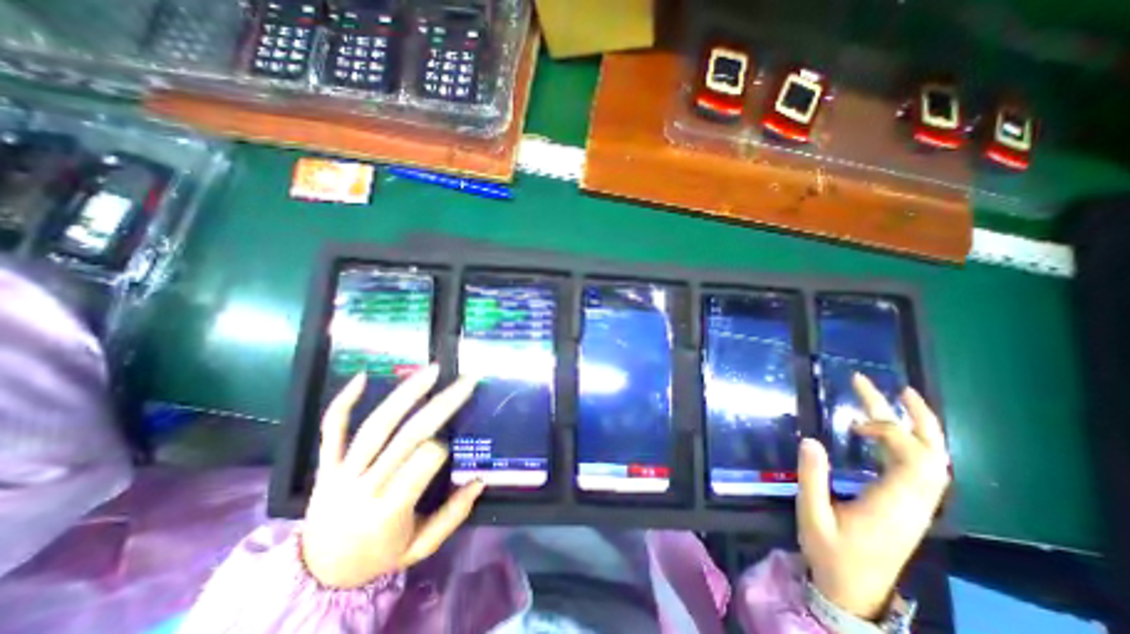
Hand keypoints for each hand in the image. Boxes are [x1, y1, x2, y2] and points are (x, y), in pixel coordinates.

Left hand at [297, 367, 483, 589]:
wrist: (318, 574)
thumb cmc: (377, 556)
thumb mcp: (420, 547)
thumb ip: (452, 516)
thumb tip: (480, 481)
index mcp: (389, 511)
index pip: (423, 463)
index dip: (441, 448)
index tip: (452, 443)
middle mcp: (365, 487)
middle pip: (408, 435)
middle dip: (442, 404)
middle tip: (465, 381)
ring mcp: (341, 472)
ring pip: (376, 425)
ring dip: (406, 393)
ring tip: (431, 370)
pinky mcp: (326, 464)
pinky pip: (332, 429)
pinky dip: (344, 401)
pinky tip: (364, 376)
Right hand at [799, 374, 945, 621]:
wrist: (853, 591)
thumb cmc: (831, 554)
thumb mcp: (813, 516)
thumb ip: (812, 478)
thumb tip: (811, 439)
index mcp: (894, 505)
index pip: (915, 460)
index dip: (890, 432)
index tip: (854, 424)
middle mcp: (914, 503)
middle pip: (933, 456)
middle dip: (916, 418)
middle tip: (894, 388)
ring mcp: (914, 505)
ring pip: (932, 461)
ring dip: (917, 428)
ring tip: (897, 399)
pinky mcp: (906, 506)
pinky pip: (920, 469)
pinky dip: (908, 444)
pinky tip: (885, 433)